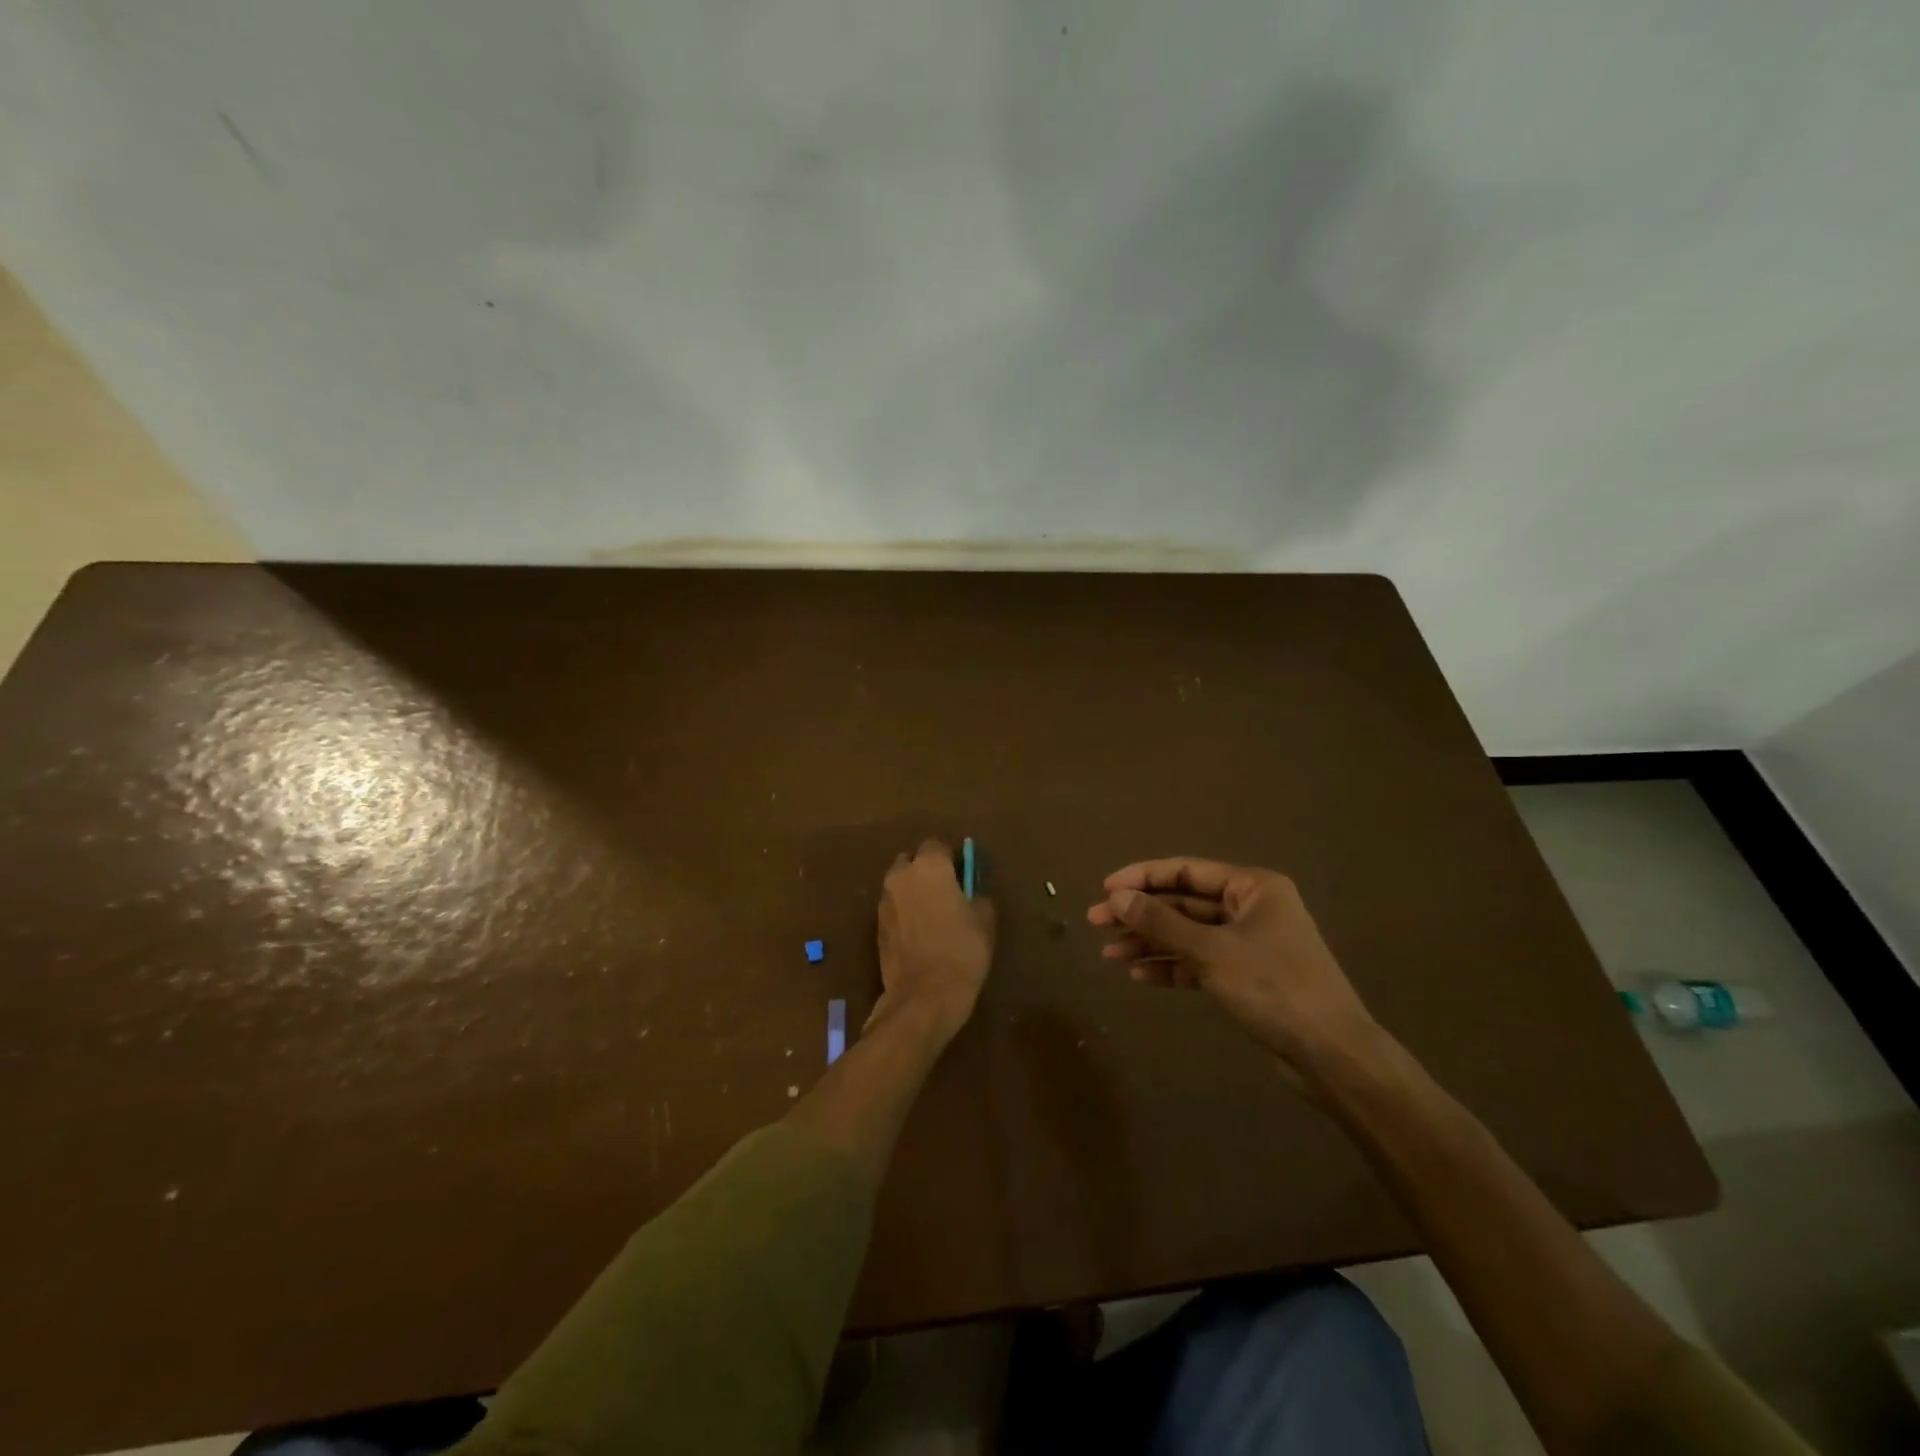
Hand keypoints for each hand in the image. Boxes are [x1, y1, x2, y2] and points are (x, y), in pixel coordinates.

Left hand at [873, 839, 995, 1041]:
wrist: (923, 996)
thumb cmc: (961, 951)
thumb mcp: (984, 921)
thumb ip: (977, 896)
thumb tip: (971, 893)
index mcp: (928, 867)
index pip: (937, 845)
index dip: (951, 858)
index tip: (963, 874)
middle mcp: (900, 877)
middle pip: (911, 861)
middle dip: (926, 871)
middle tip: (946, 892)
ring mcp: (884, 902)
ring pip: (899, 885)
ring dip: (913, 892)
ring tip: (932, 915)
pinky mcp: (876, 927)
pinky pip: (893, 909)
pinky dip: (904, 913)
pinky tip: (919, 934)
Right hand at [1088, 857, 1381, 1084]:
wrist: (1331, 1055)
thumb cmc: (1273, 987)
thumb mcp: (1211, 951)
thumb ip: (1161, 922)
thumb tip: (1117, 897)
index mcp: (1252, 887)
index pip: (1185, 871)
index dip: (1142, 877)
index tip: (1104, 889)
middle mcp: (1250, 908)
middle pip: (1183, 902)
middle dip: (1141, 913)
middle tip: (1096, 923)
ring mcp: (1248, 943)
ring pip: (1187, 934)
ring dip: (1150, 942)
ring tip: (1110, 955)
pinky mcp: (1245, 976)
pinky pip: (1199, 962)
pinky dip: (1171, 967)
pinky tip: (1140, 976)